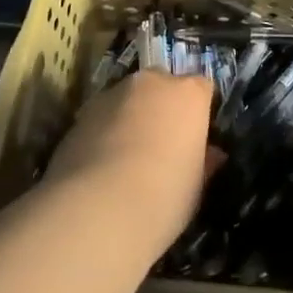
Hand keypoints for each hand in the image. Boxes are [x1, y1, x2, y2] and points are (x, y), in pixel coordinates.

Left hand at [45, 72, 218, 254]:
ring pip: (127, 99)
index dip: (198, 111)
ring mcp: (113, 94)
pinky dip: (102, 133)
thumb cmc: (164, 196)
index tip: (195, 137)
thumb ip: (203, 161)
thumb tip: (211, 155)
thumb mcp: (196, 187)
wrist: (98, 209)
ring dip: (130, 117)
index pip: (201, 88)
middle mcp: (152, 83)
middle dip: (162, 106)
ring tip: (125, 158)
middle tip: (161, 144)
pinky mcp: (81, 114)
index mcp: (189, 94)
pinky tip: (99, 167)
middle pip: (162, 84)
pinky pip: (100, 117)